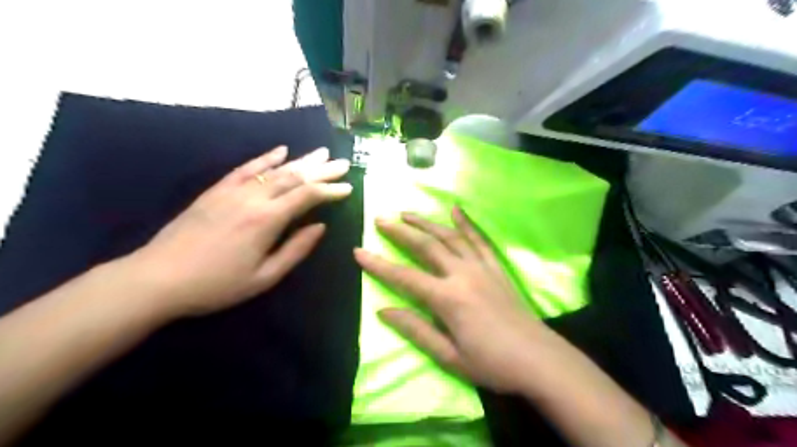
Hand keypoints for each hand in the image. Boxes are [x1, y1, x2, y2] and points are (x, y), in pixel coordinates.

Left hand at [131, 147, 349, 317]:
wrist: (158, 278)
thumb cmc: (217, 285)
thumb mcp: (264, 277)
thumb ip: (296, 250)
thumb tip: (320, 227)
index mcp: (267, 220)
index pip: (307, 196)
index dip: (330, 190)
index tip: (348, 187)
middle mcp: (253, 198)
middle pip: (295, 177)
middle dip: (322, 170)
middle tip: (343, 163)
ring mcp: (233, 191)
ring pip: (275, 169)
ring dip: (301, 160)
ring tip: (321, 153)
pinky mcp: (217, 190)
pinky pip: (246, 168)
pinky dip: (266, 158)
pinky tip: (281, 151)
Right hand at [354, 208, 566, 392]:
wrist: (539, 359)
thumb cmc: (492, 363)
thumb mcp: (449, 356)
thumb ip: (416, 330)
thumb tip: (384, 310)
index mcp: (447, 298)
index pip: (404, 276)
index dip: (379, 264)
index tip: (358, 251)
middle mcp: (462, 274)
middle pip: (426, 246)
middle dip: (400, 231)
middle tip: (381, 219)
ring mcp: (481, 267)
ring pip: (449, 237)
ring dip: (427, 223)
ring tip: (408, 213)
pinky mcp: (496, 267)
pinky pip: (479, 239)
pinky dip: (466, 223)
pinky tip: (455, 210)